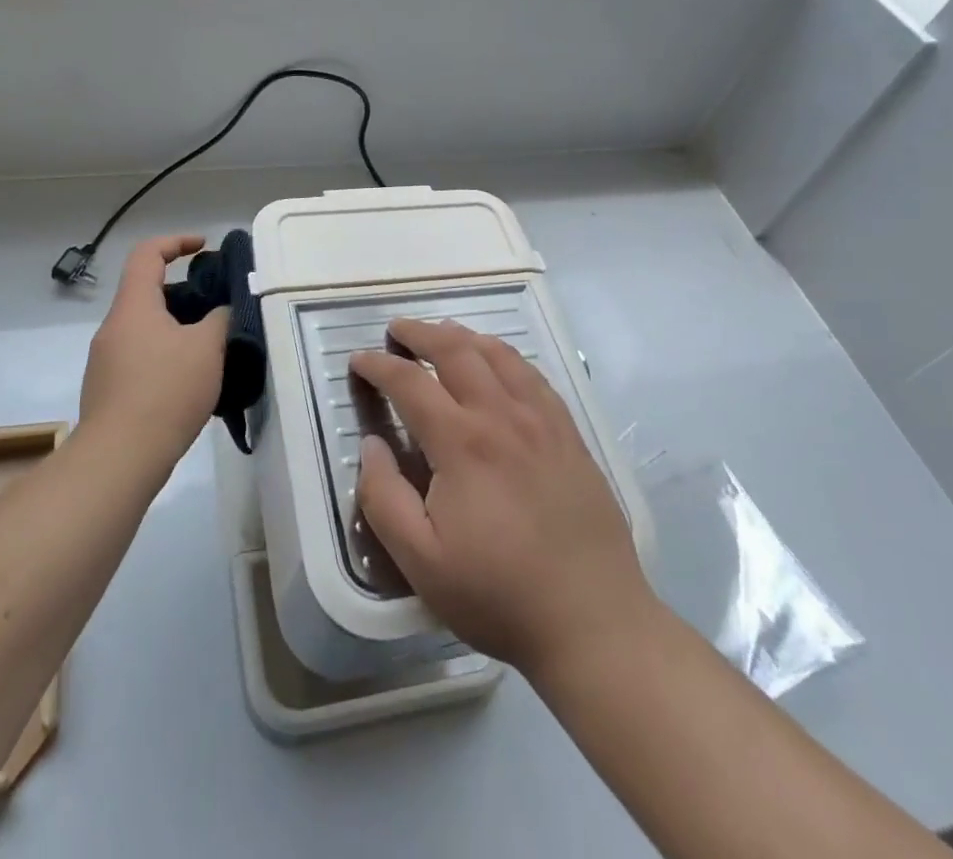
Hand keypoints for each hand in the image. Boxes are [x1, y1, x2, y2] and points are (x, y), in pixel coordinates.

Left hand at [80, 235, 228, 460]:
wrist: (119, 458)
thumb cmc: (165, 391)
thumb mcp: (207, 348)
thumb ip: (220, 319)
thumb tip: (222, 312)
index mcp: (134, 306)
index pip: (147, 254)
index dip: (176, 242)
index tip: (204, 247)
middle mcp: (113, 327)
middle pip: (147, 293)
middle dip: (184, 293)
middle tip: (218, 307)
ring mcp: (105, 360)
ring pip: (145, 329)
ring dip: (177, 328)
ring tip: (211, 348)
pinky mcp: (107, 390)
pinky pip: (140, 358)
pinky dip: (165, 356)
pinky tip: (190, 382)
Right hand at [349, 319, 654, 678]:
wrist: (594, 622)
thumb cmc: (499, 594)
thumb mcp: (421, 561)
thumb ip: (384, 498)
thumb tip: (371, 445)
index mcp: (461, 442)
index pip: (410, 382)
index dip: (378, 366)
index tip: (358, 360)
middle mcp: (501, 415)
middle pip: (456, 350)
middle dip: (420, 333)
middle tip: (397, 330)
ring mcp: (542, 420)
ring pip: (498, 354)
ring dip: (463, 335)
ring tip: (442, 333)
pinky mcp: (570, 433)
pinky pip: (533, 375)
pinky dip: (505, 355)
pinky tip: (498, 362)